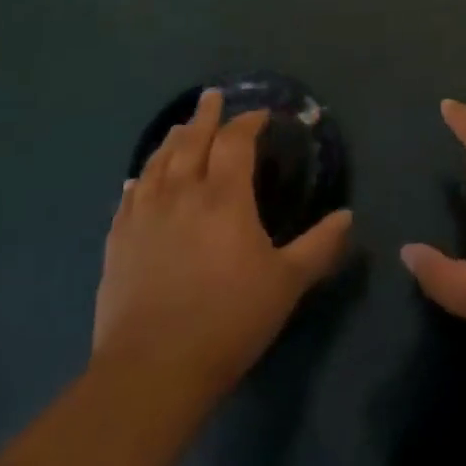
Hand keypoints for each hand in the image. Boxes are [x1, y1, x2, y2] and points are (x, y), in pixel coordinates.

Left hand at [95, 90, 352, 396]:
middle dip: (205, 116)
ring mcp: (145, 216)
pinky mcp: (118, 242)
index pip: (235, 142)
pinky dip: (140, 179)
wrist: (152, 369)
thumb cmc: (229, 320)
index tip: (261, 115)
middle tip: (212, 96)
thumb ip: (320, 246)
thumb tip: (347, 215)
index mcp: (224, 197)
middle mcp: (182, 193)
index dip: (248, 122)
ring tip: (180, 127)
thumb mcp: (287, 283)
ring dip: (172, 139)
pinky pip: (129, 197)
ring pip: (158, 162)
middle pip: (191, 141)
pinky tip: (139, 178)